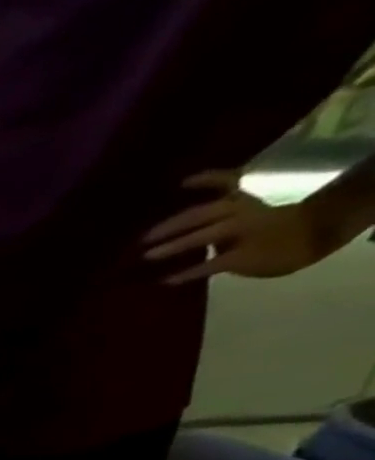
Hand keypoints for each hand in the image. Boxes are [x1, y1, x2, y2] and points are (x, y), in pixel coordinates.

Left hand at [143, 171, 341, 283]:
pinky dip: (189, 272)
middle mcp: (243, 212)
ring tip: (147, 255)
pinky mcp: (245, 255)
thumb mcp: (246, 212)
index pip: (228, 181)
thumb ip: (216, 218)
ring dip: (176, 244)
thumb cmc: (270, 226)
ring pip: (207, 234)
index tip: (182, 182)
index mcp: (242, 200)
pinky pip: (212, 264)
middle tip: (144, 237)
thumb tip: (176, 230)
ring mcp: (246, 232)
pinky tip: (167, 280)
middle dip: (173, 224)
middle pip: (206, 212)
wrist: (314, 235)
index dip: (207, 179)